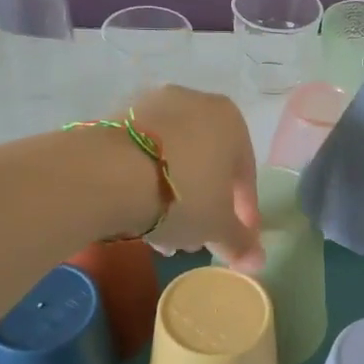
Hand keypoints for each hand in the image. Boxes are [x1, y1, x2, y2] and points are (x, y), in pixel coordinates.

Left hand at [127, 86, 264, 270]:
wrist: (106, 173)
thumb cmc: (181, 195)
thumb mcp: (216, 226)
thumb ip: (239, 242)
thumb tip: (257, 261)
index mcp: (230, 120)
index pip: (245, 173)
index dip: (243, 212)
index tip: (236, 239)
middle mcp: (195, 102)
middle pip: (207, 163)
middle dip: (204, 204)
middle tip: (195, 239)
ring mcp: (152, 105)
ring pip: (173, 159)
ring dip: (174, 196)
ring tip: (162, 236)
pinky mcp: (117, 117)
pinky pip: (143, 155)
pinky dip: (146, 181)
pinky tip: (137, 214)